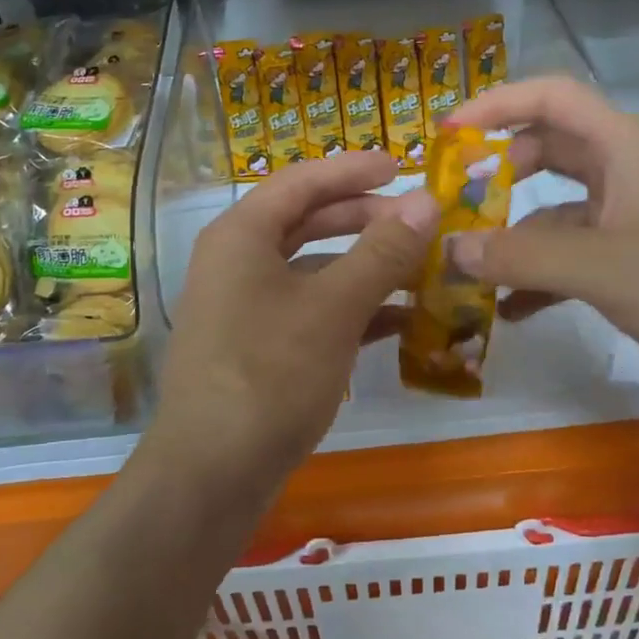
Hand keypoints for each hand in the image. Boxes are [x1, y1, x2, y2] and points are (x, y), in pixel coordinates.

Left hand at [145, 151, 438, 497]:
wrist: (212, 474)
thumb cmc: (270, 373)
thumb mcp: (334, 307)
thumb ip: (383, 251)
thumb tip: (426, 200)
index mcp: (242, 235)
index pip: (302, 181)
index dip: (353, 169)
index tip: (402, 165)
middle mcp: (237, 261)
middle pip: (306, 221)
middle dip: (364, 218)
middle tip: (417, 219)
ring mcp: (245, 306)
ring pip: (312, 268)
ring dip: (363, 266)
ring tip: (418, 268)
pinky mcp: (257, 346)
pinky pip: (310, 309)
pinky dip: (350, 307)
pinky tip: (397, 320)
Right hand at [446, 77, 638, 390]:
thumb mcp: (599, 267)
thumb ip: (518, 256)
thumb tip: (449, 249)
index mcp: (622, 144)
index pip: (549, 96)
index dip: (495, 104)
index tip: (447, 134)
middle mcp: (627, 168)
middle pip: (548, 150)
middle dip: (498, 174)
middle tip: (453, 202)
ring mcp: (636, 213)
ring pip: (559, 209)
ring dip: (516, 235)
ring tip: (469, 267)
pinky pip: (579, 252)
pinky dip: (545, 273)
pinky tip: (512, 309)